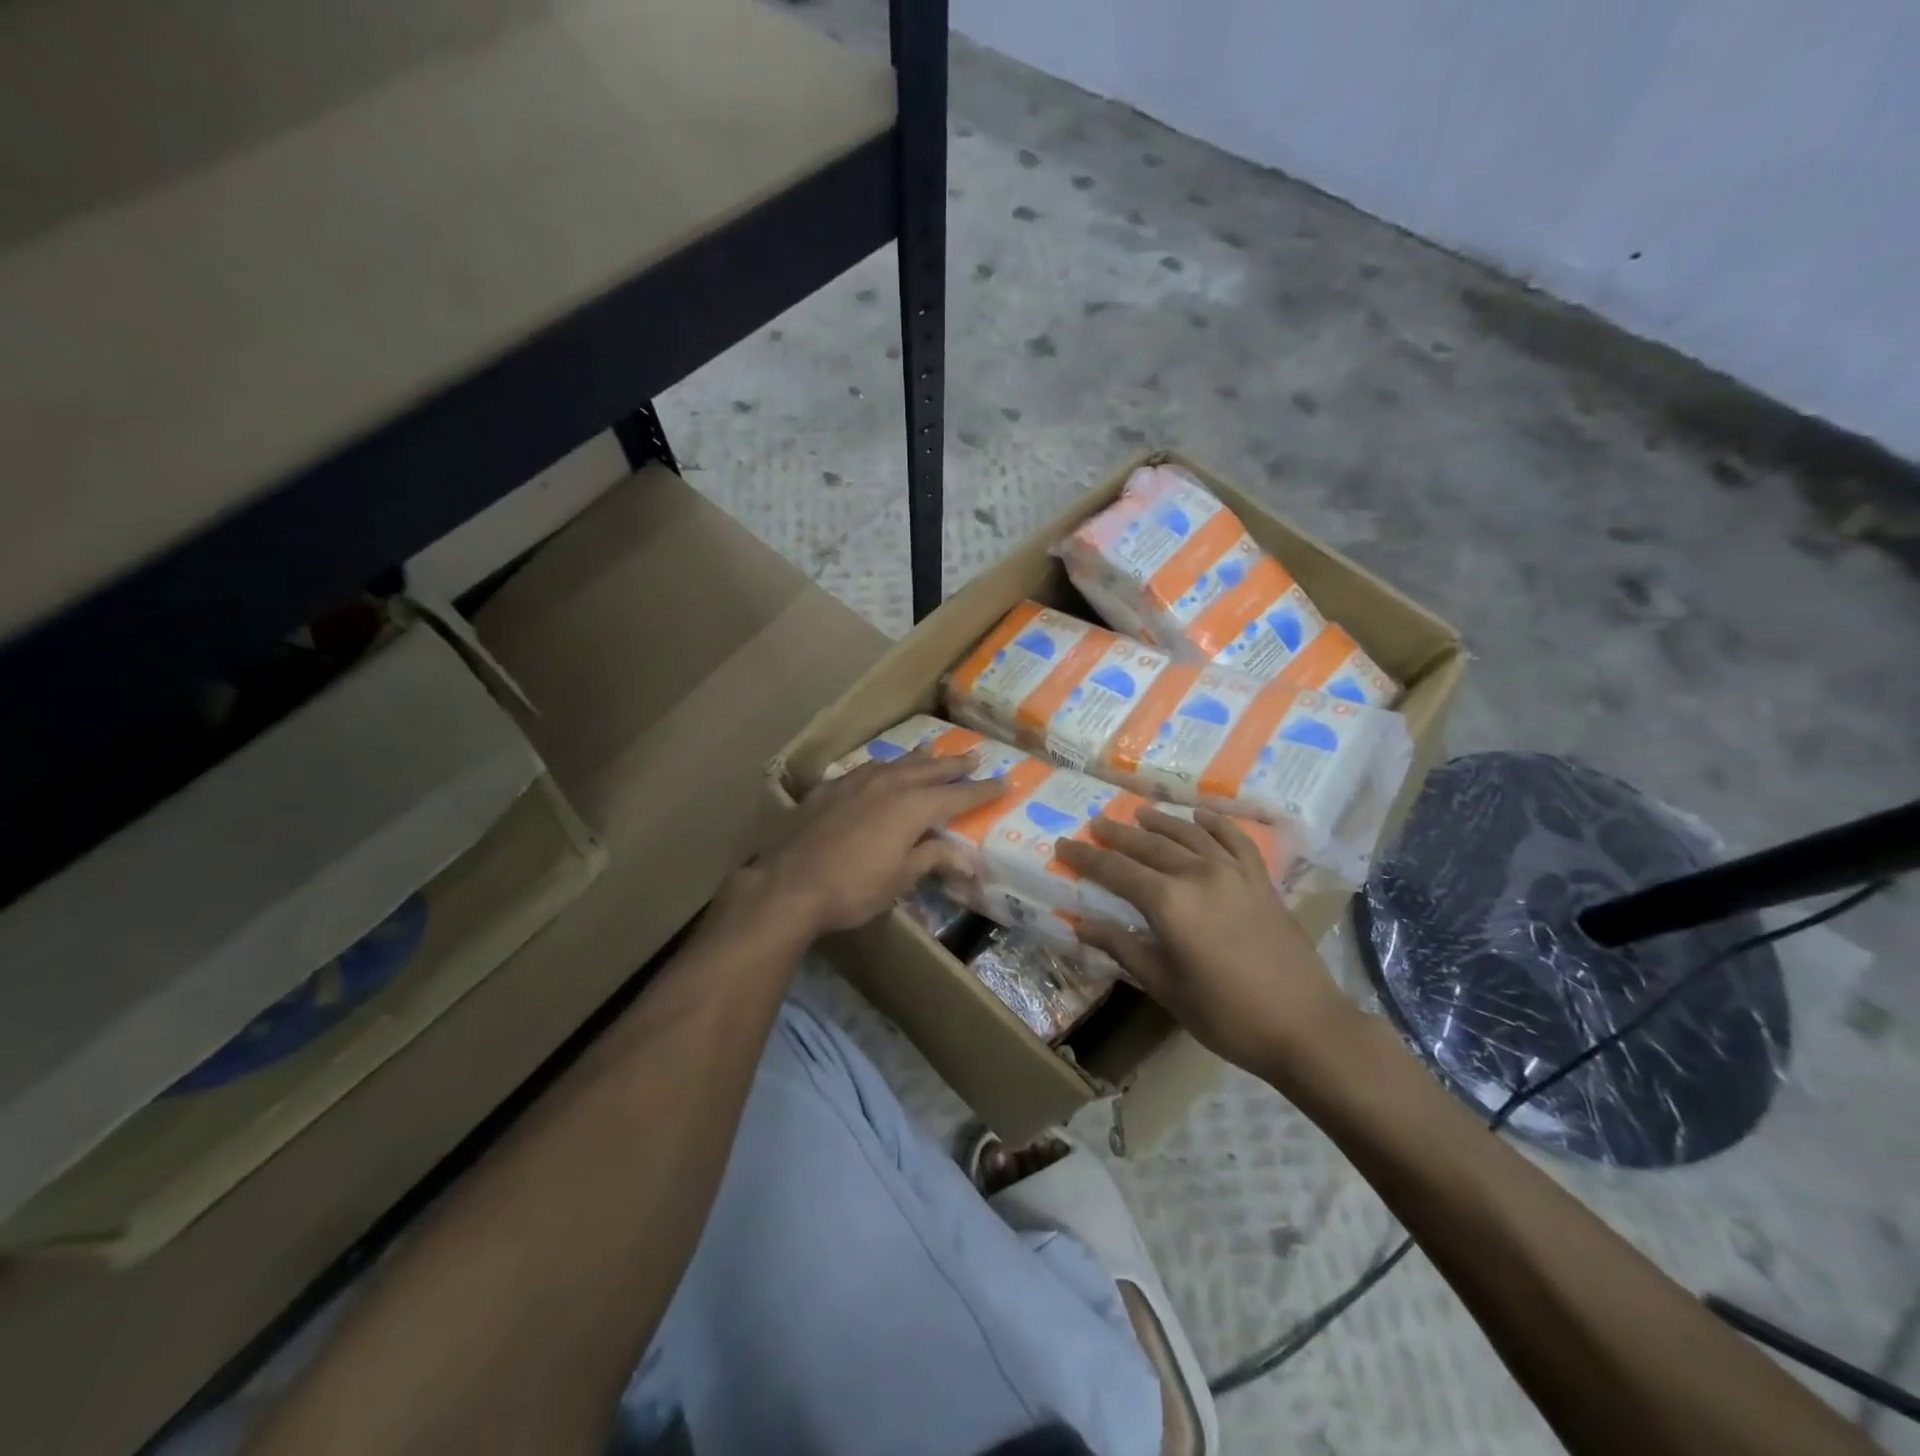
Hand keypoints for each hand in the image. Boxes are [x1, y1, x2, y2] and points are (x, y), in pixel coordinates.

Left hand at [742, 750, 1005, 935]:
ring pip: (897, 763)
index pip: (958, 796)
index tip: (1005, 782)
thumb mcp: (901, 878)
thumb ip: (933, 858)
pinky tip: (881, 770)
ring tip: (932, 753)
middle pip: (930, 770)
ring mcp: (857, 782)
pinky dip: (884, 768)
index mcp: (914, 807)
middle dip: (954, 766)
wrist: (791, 883)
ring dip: (919, 759)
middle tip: (974, 758)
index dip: (983, 791)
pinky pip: (866, 769)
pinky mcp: (831, 788)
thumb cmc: (854, 886)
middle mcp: (890, 784)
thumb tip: (967, 858)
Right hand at [1055, 808, 1354, 1074]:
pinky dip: (1218, 824)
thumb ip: (1124, 949)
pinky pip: (1237, 841)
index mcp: (1169, 904)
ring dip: (1162, 822)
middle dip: (1118, 834)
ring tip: (1140, 813)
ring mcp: (1235, 874)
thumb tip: (1082, 925)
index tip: (1064, 846)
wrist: (1306, 1026)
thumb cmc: (1227, 1015)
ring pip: (1190, 835)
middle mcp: (1198, 876)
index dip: (1087, 858)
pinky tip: (1203, 816)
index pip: (1116, 871)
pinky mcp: (1262, 881)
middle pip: (1150, 846)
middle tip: (1096, 823)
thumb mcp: (1166, 987)